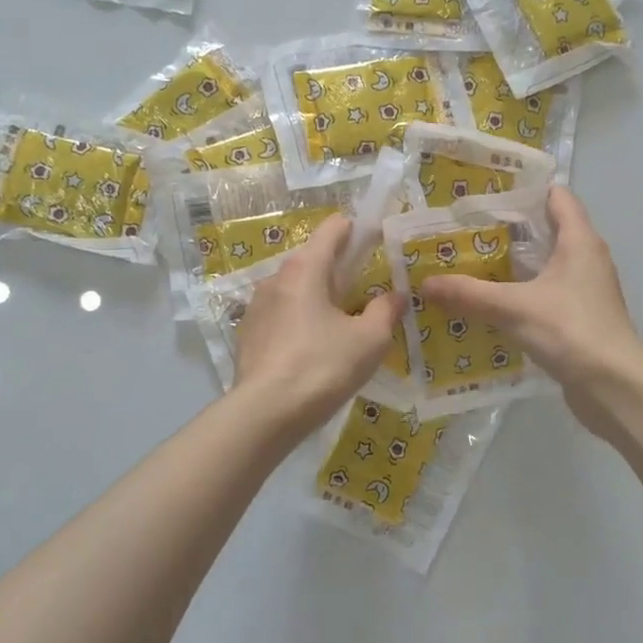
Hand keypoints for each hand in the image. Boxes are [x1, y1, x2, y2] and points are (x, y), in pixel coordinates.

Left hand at [231, 215, 404, 432]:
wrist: (265, 413)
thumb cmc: (323, 367)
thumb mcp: (369, 341)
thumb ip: (385, 311)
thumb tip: (395, 296)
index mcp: (306, 268)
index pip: (333, 229)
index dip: (357, 231)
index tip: (376, 243)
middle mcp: (276, 278)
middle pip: (313, 259)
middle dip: (339, 271)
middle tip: (364, 295)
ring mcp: (256, 305)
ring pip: (295, 289)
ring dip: (317, 298)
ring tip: (338, 327)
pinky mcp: (247, 333)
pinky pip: (280, 315)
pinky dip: (298, 321)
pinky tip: (311, 349)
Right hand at [421, 187, 642, 434]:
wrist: (614, 386)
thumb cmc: (569, 330)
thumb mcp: (512, 308)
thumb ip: (469, 293)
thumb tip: (425, 283)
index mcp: (579, 241)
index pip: (557, 196)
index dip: (524, 191)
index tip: (486, 197)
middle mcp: (587, 259)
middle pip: (548, 231)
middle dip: (508, 231)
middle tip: (466, 235)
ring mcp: (587, 290)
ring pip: (546, 267)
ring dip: (514, 267)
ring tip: (471, 268)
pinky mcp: (581, 319)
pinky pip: (547, 296)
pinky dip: (522, 296)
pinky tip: (493, 308)